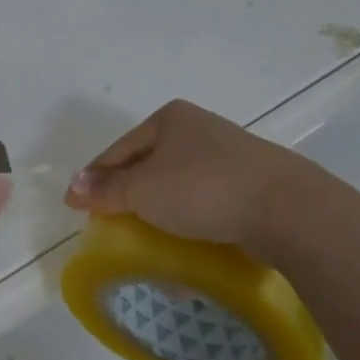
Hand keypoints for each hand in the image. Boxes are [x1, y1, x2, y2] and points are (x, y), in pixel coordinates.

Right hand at [64, 99, 315, 248]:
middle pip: (147, 166)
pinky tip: (184, 241)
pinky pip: (206, 202)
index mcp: (169, 119)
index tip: (76, 207)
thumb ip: (105, 190)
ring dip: (159, 212)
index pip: (117, 150)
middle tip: (110, 225)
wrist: (287, 209)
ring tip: (145, 238)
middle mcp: (198, 129)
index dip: (94, 179)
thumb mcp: (142, 190)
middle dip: (128, 197)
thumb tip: (72, 187)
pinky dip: (189, 220)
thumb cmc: (203, 189)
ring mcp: (228, 156)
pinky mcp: (250, 184)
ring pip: (177, 186)